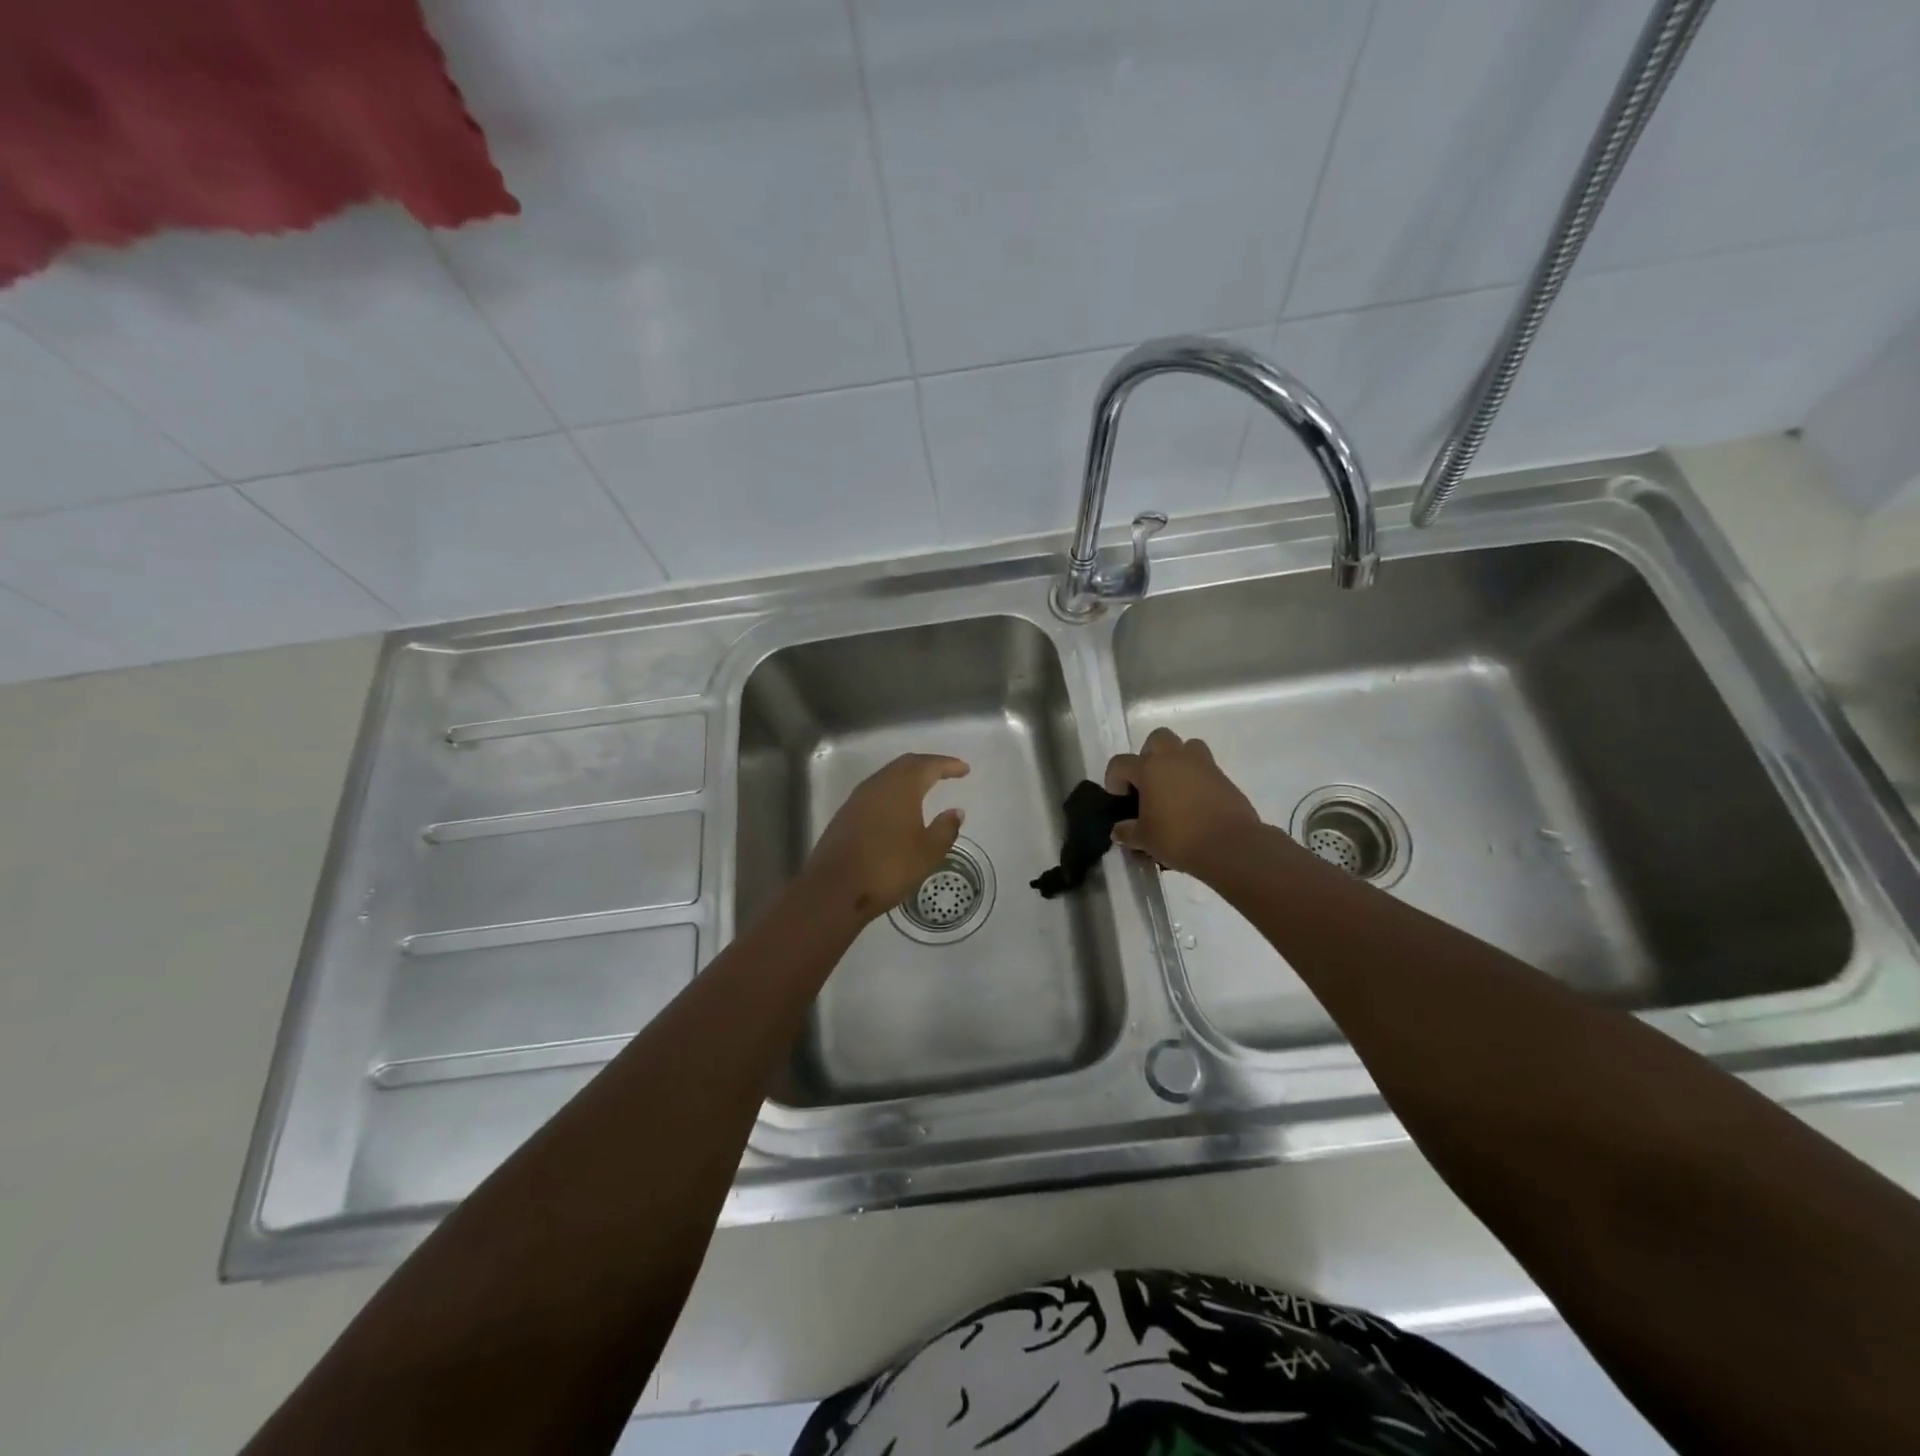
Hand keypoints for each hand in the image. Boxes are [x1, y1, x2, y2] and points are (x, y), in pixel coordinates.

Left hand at [801, 753, 970, 922]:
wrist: (834, 889)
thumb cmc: (888, 868)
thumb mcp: (927, 853)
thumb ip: (945, 829)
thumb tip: (955, 811)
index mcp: (901, 788)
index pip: (928, 766)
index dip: (948, 765)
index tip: (964, 769)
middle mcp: (878, 785)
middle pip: (906, 764)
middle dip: (928, 765)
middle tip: (946, 772)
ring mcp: (858, 798)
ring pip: (888, 776)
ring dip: (908, 776)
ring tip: (925, 786)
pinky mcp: (846, 813)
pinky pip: (876, 791)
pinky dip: (893, 790)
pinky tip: (899, 806)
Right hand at [1104, 727, 1260, 875]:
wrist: (1229, 845)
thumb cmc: (1178, 838)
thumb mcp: (1144, 839)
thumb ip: (1127, 832)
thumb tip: (1120, 830)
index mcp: (1149, 768)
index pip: (1120, 763)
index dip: (1114, 779)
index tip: (1120, 799)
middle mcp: (1175, 758)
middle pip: (1158, 738)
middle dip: (1149, 755)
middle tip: (1148, 782)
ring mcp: (1203, 765)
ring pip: (1188, 747)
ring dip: (1178, 761)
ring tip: (1174, 788)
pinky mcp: (1224, 778)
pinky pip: (1206, 769)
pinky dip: (1197, 780)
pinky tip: (1195, 805)